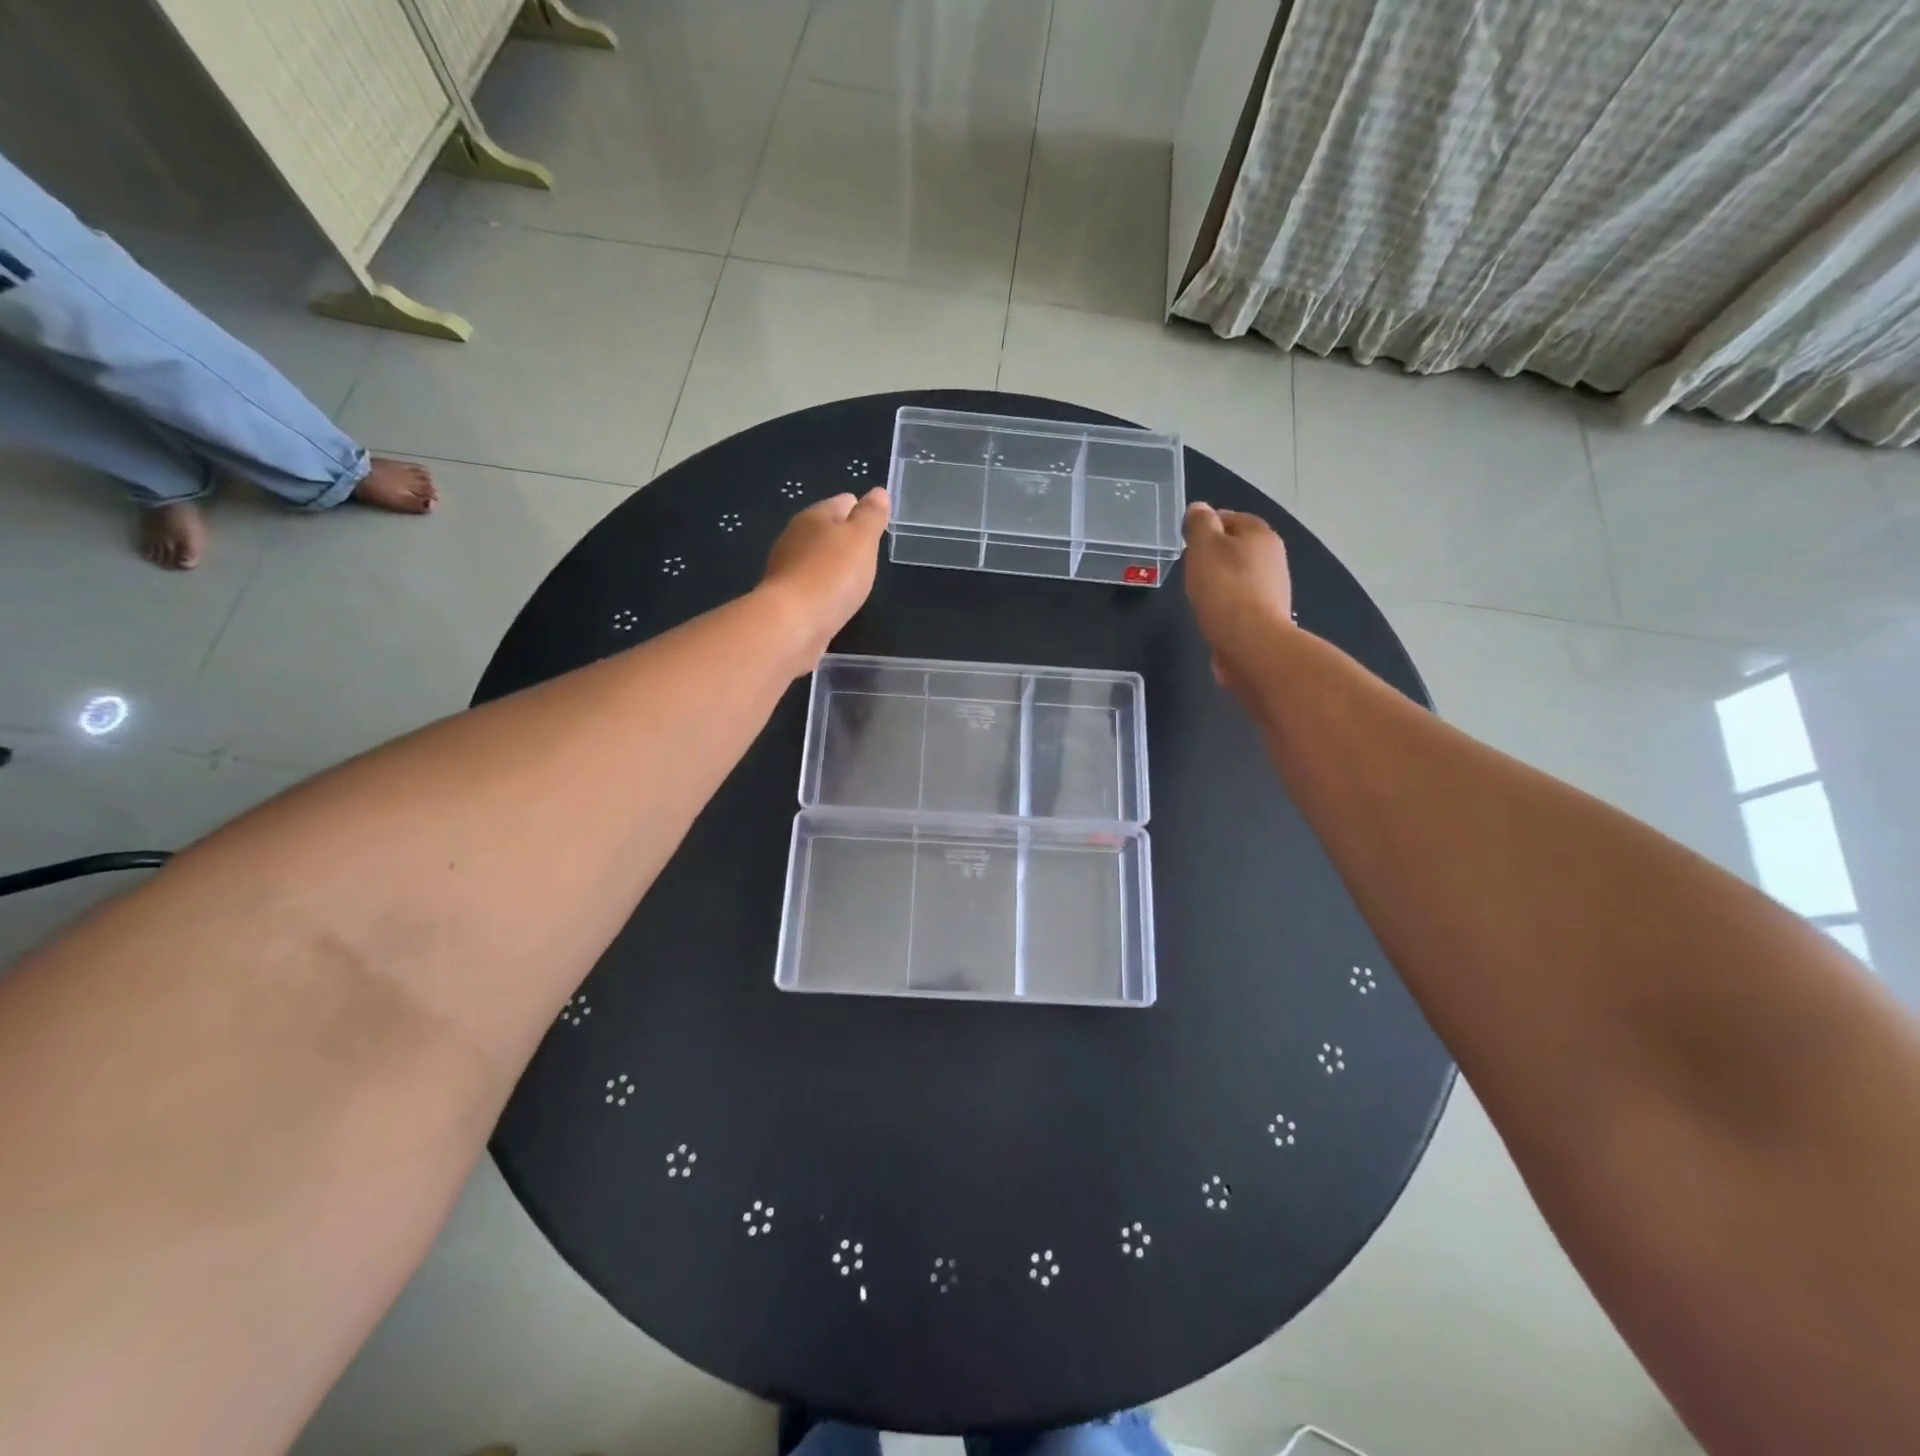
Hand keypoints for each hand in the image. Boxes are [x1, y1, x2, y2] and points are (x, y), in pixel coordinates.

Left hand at [759, 488, 889, 672]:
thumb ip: (871, 516)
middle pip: (826, 530)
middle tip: (868, 553)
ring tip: (854, 578)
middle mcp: (795, 537)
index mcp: (814, 516)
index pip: (843, 502)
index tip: (877, 526)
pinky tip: (834, 600)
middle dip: (846, 538)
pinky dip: (823, 588)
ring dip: (833, 565)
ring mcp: (787, 569)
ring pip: (817, 558)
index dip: (862, 510)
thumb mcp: (862, 539)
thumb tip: (878, 492)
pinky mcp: (785, 598)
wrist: (792, 624)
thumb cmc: (832, 575)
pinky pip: (810, 585)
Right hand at [1182, 502, 1293, 692]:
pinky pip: (1240, 599)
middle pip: (1236, 546)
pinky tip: (1211, 612)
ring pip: (1239, 573)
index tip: (1185, 542)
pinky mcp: (1266, 614)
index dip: (1205, 525)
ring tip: (1198, 592)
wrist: (1251, 643)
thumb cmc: (1224, 589)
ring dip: (1219, 579)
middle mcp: (1272, 556)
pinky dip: (1225, 601)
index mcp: (1260, 534)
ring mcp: (1272, 587)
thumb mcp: (1204, 548)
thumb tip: (1199, 508)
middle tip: (1189, 567)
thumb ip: (1200, 524)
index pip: (1229, 517)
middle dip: (1213, 554)